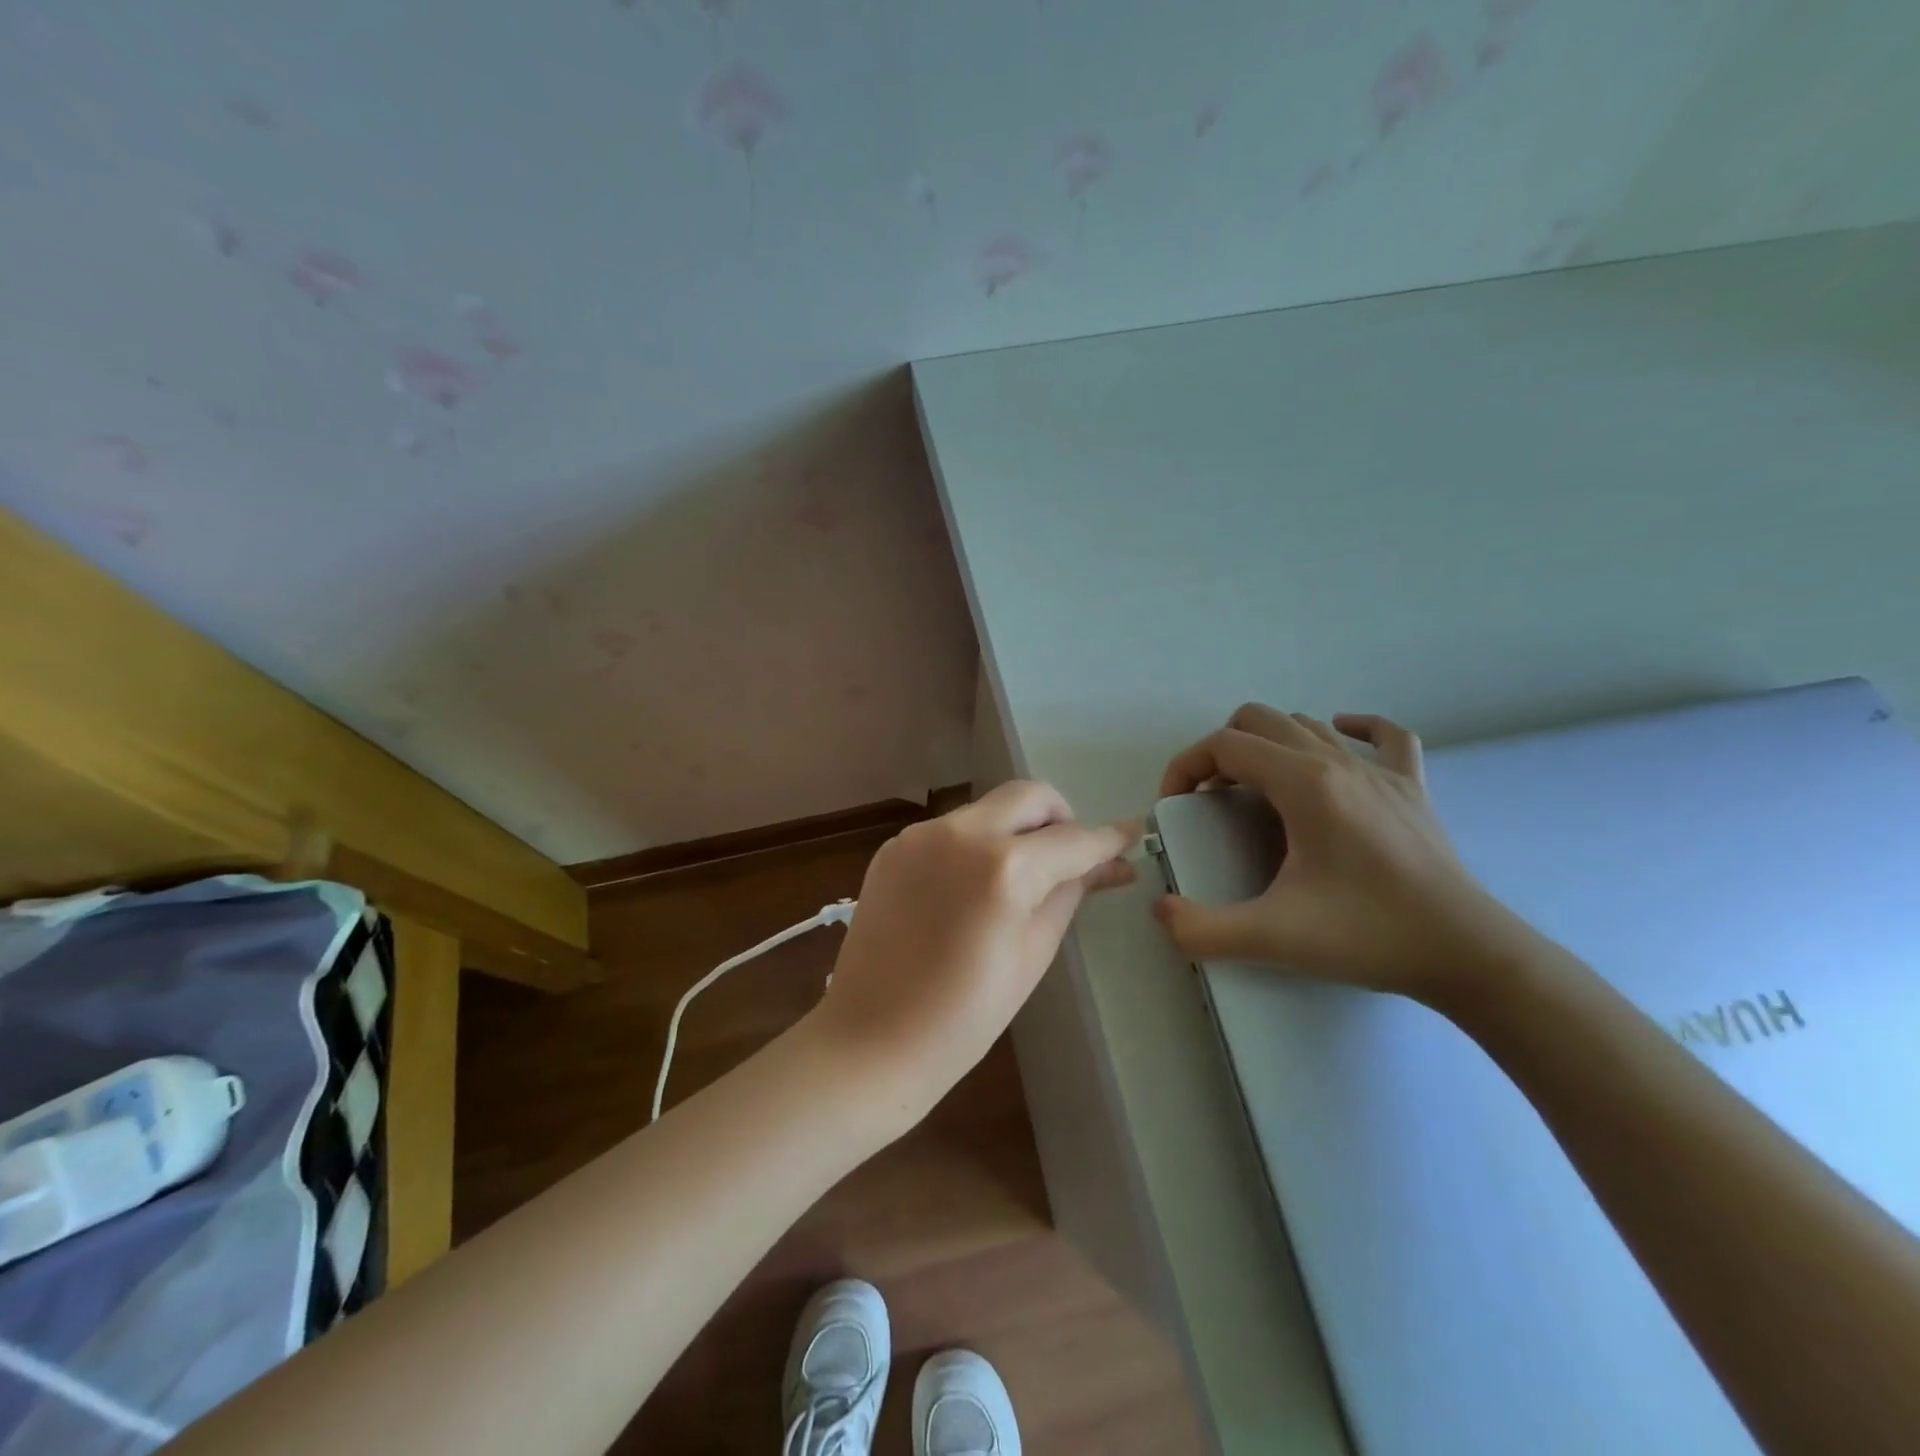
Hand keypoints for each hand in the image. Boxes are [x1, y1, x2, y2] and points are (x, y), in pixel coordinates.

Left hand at [811, 781, 1137, 1121]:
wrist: (871, 1040)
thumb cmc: (965, 1016)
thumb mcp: (1033, 953)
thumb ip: (1071, 893)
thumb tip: (1113, 864)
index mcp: (1004, 868)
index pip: (1073, 839)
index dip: (1108, 839)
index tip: (1131, 835)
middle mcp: (961, 833)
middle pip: (1028, 795)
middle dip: (1060, 817)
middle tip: (1069, 856)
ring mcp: (921, 836)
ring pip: (987, 808)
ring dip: (1014, 829)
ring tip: (1018, 879)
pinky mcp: (894, 847)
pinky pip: (951, 829)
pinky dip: (975, 844)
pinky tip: (971, 888)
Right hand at [1154, 704, 1535, 1003]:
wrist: (1468, 955)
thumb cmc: (1368, 935)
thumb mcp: (1274, 938)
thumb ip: (1204, 930)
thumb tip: (1162, 912)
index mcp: (1305, 784)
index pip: (1225, 745)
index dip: (1186, 766)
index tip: (1177, 805)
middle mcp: (1339, 762)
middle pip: (1260, 720)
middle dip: (1221, 751)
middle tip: (1212, 800)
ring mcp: (1381, 770)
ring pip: (1308, 724)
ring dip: (1268, 745)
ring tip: (1257, 791)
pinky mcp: (1412, 788)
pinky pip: (1384, 736)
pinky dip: (1352, 728)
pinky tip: (1339, 740)